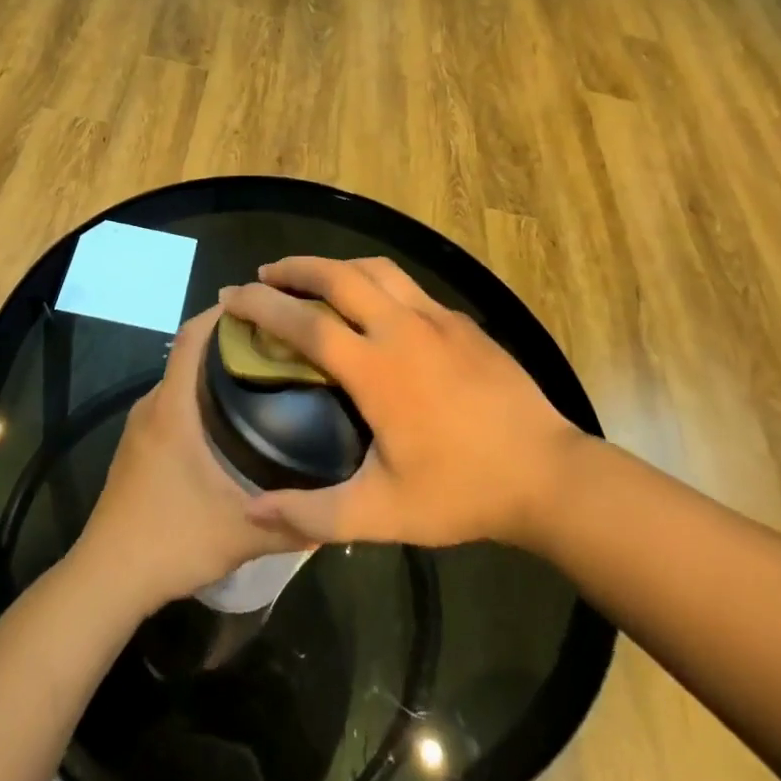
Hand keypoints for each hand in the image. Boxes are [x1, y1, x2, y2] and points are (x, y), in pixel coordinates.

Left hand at [75, 308, 302, 614]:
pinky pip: (173, 405)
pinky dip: (201, 397)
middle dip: (231, 341)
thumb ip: (293, 521)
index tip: (262, 303)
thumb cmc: (170, 540)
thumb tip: (338, 507)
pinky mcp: (138, 448)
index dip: (222, 313)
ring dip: (215, 371)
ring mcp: (141, 427)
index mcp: (172, 408)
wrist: (106, 578)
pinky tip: (232, 423)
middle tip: (281, 346)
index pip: (191, 337)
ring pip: (181, 381)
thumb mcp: (241, 532)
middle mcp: (153, 406)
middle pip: (189, 354)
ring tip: (265, 378)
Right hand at [219, 258, 579, 549]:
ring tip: (311, 279)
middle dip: (295, 267)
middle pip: (339, 275)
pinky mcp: (463, 322)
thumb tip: (252, 511)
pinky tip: (372, 305)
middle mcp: (403, 329)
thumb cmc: (461, 492)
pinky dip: (374, 281)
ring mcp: (438, 319)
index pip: (305, 323)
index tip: (231, 296)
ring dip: (336, 265)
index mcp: (377, 369)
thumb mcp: (381, 514)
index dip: (261, 304)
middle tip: (265, 274)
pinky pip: (407, 286)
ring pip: (377, 269)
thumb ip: (312, 515)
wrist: (549, 475)